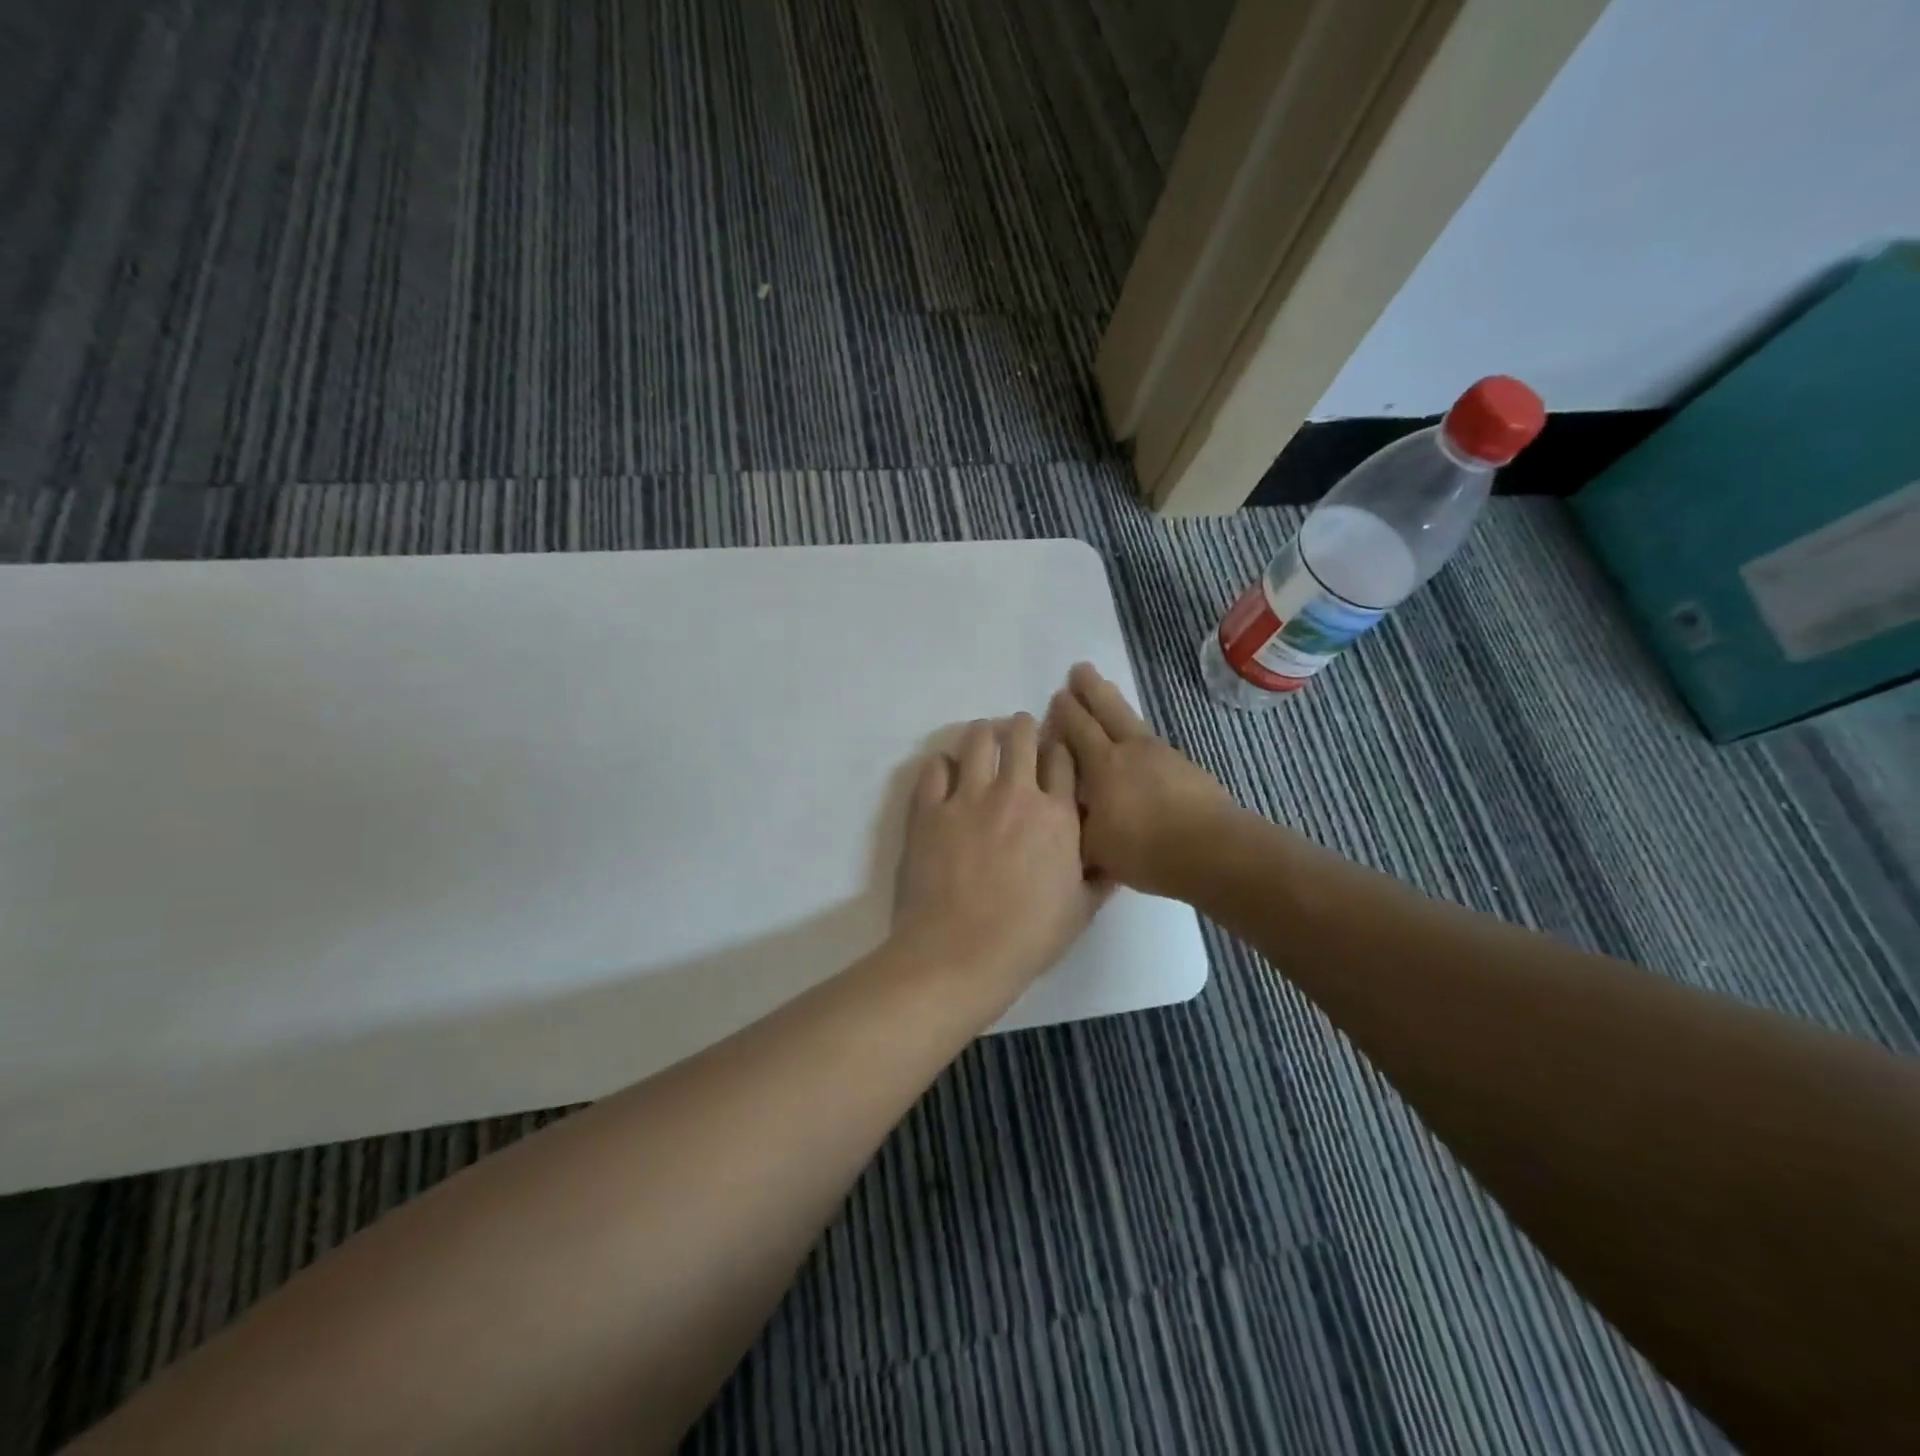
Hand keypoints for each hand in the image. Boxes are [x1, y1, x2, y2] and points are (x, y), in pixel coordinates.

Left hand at [891, 715, 1104, 1011]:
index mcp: (1057, 816)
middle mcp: (1015, 794)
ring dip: (983, 735)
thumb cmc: (1026, 939)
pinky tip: (946, 776)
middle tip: (1017, 739)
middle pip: (1021, 734)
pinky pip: (935, 767)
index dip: (1059, 749)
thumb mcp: (1080, 913)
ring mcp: (968, 798)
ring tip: (982, 746)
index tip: (1052, 755)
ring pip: (977, 738)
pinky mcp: (929, 809)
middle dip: (1022, 729)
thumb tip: (1114, 860)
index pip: (1063, 758)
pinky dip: (943, 765)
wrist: (958, 956)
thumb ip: (1099, 879)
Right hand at [1044, 663, 1234, 898]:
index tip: (1056, 695)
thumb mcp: (1092, 847)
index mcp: (1102, 764)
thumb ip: (1074, 825)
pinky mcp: (1186, 768)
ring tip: (1107, 692)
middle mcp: (1130, 750)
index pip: (1077, 727)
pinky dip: (1139, 736)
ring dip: (1116, 704)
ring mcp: (1163, 755)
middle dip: (1090, 689)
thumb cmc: (1143, 849)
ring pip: (1133, 720)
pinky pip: (1153, 742)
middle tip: (1079, 669)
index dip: (1065, 711)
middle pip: (1107, 709)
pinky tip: (1139, 745)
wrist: (1211, 850)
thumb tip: (1062, 816)